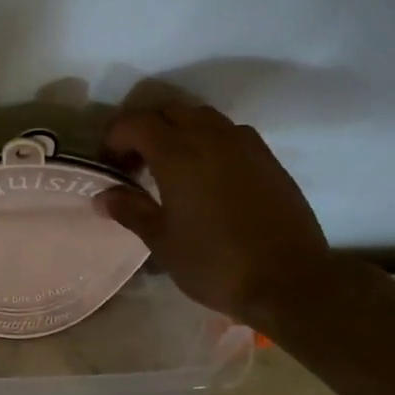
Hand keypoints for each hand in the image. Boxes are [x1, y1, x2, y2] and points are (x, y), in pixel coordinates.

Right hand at [95, 100, 332, 323]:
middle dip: (146, 130)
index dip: (114, 139)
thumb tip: (103, 196)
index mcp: (177, 153)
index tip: (110, 166)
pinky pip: (229, 133)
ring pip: (201, 117)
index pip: (134, 123)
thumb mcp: (162, 242)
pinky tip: (209, 175)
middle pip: (168, 111)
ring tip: (172, 167)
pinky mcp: (268, 158)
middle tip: (136, 164)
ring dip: (179, 131)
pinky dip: (209, 141)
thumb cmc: (216, 263)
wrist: (290, 283)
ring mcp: (244, 143)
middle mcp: (210, 136)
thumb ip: (130, 210)